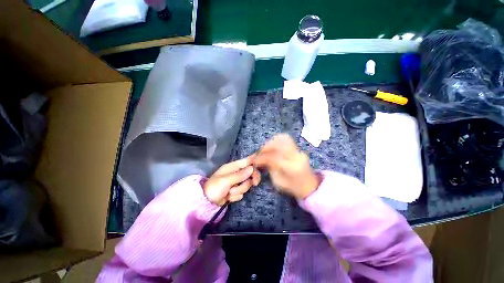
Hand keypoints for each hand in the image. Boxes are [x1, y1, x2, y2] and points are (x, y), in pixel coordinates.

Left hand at [203, 156, 260, 205]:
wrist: (206, 203)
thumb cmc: (214, 188)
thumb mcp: (225, 180)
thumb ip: (239, 175)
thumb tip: (252, 168)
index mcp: (232, 167)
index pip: (246, 161)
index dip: (254, 162)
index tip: (261, 167)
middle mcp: (236, 173)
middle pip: (250, 173)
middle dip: (250, 179)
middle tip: (254, 183)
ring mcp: (236, 182)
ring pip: (246, 184)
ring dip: (239, 190)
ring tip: (229, 192)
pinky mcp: (236, 191)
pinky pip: (242, 192)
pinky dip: (236, 196)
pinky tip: (228, 197)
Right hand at [253, 134, 320, 198]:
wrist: (310, 186)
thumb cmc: (293, 187)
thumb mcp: (278, 182)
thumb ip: (269, 168)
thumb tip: (260, 159)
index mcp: (291, 168)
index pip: (273, 158)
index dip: (261, 158)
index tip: (254, 160)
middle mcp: (296, 156)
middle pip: (278, 145)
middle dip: (265, 147)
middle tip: (259, 153)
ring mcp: (299, 151)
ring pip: (283, 139)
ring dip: (271, 142)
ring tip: (265, 149)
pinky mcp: (298, 148)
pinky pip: (286, 139)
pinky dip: (277, 140)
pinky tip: (272, 145)